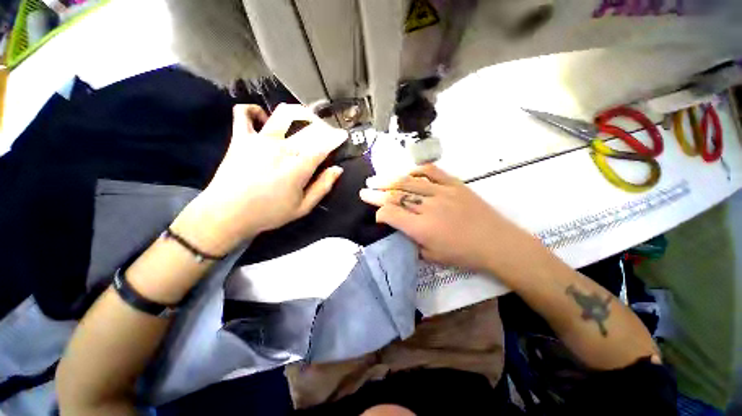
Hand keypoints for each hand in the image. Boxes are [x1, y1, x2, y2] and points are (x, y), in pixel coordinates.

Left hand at [174, 104, 345, 253]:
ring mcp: (259, 139)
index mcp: (298, 166)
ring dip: (299, 113)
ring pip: (283, 114)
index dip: (336, 138)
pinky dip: (253, 111)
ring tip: (305, 119)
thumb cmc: (269, 213)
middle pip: (309, 127)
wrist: (227, 214)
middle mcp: (281, 147)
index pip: (323, 145)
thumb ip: (323, 187)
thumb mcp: (303, 207)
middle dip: (323, 127)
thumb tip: (337, 169)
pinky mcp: (240, 138)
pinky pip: (244, 114)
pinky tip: (263, 118)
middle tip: (327, 132)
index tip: (343, 135)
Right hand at [360, 164, 533, 272]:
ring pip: (409, 181)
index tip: (376, 215)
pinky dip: (416, 170)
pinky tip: (406, 172)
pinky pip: (432, 172)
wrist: (497, 243)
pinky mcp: (454, 184)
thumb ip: (412, 241)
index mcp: (422, 228)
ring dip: (390, 179)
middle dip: (376, 193)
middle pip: (396, 195)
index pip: (391, 214)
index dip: (379, 212)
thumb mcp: (432, 257)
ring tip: (376, 179)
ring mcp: (442, 192)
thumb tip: (400, 228)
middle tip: (364, 190)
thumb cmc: (464, 255)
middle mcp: (428, 207)